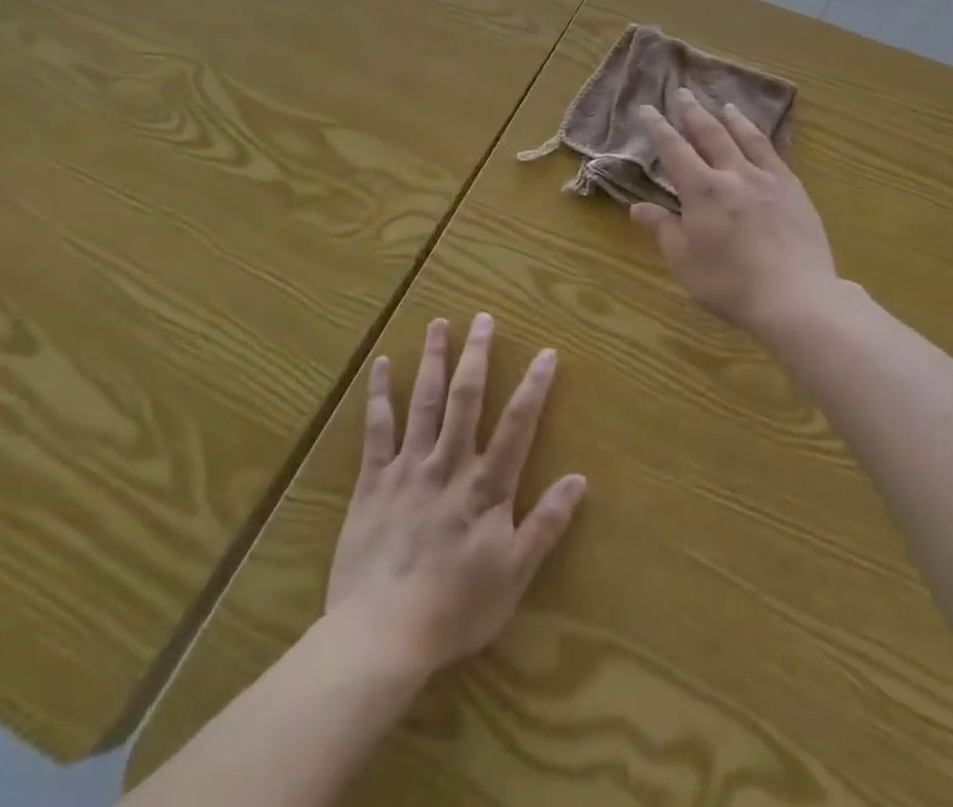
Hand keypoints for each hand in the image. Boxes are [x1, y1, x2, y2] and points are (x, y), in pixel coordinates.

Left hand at [325, 314, 585, 678]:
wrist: (381, 635)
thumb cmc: (455, 608)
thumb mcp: (515, 574)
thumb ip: (546, 524)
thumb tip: (579, 479)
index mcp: (486, 486)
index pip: (518, 424)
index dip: (534, 386)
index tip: (546, 352)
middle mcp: (449, 464)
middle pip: (466, 398)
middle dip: (476, 355)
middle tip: (482, 317)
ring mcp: (409, 468)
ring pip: (424, 402)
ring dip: (433, 360)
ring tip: (439, 324)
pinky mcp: (373, 482)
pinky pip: (377, 430)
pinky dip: (380, 396)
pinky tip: (382, 365)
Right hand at [630, 87, 839, 334]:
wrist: (796, 297)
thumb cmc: (730, 283)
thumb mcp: (685, 262)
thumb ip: (662, 230)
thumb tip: (637, 207)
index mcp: (702, 189)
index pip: (674, 150)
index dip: (659, 128)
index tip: (648, 109)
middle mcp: (734, 173)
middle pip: (711, 134)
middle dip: (694, 113)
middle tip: (683, 93)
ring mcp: (768, 179)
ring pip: (746, 138)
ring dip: (732, 119)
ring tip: (725, 105)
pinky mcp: (794, 190)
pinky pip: (775, 154)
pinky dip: (762, 139)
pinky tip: (762, 139)